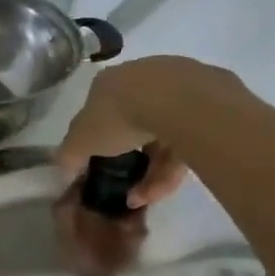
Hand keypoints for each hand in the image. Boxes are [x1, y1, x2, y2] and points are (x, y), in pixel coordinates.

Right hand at [57, 55, 245, 208]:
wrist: (180, 103)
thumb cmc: (120, 117)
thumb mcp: (80, 141)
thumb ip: (68, 155)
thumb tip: (62, 167)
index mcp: (110, 81)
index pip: (99, 108)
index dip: (97, 137)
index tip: (99, 161)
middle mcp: (144, 77)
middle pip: (134, 123)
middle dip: (130, 158)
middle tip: (127, 186)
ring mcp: (180, 86)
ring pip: (163, 135)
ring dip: (152, 172)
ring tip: (144, 198)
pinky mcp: (212, 101)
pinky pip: (188, 138)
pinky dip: (174, 165)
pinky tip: (165, 188)